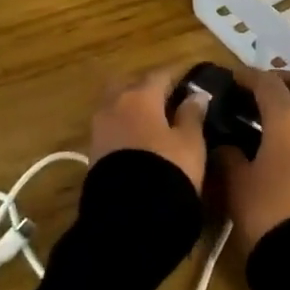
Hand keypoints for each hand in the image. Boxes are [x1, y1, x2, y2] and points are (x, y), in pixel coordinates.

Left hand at [89, 67, 208, 192]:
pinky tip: (140, 140)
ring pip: (118, 105)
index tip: (192, 81)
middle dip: (149, 89)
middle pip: (132, 85)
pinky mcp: (93, 150)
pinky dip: (126, 126)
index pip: (161, 74)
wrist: (129, 215)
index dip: (178, 76)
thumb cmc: (167, 169)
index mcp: (140, 95)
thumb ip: (192, 115)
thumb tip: (197, 95)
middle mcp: (115, 103)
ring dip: (134, 108)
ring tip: (156, 123)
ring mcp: (100, 126)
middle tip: (169, 100)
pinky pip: (112, 126)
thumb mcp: (190, 142)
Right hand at [217, 69, 289, 252]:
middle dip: (283, 80)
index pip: (267, 82)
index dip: (247, 76)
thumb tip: (225, 144)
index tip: (232, 78)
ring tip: (279, 113)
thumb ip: (229, 155)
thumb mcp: (237, 183)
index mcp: (288, 118)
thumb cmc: (267, 212)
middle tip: (261, 91)